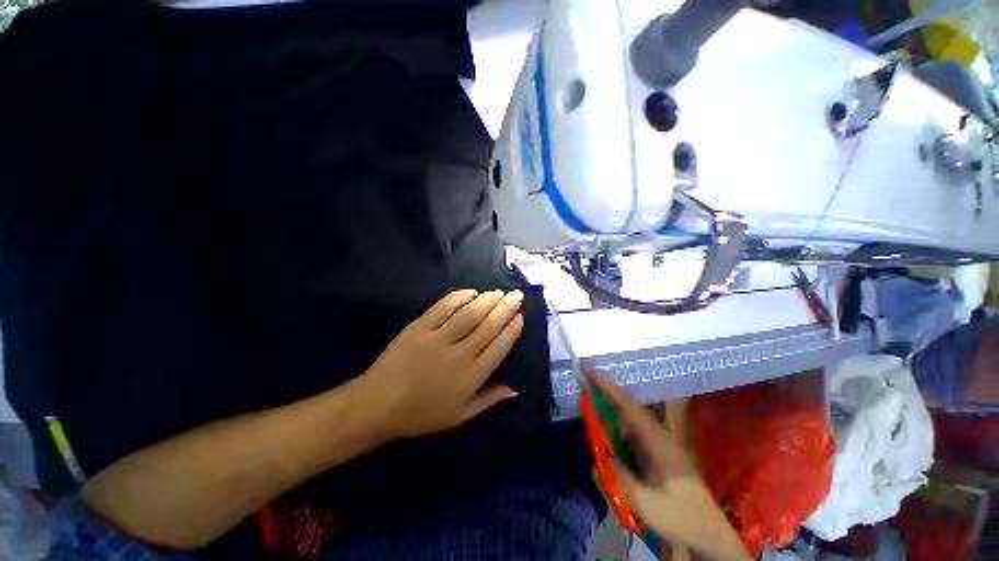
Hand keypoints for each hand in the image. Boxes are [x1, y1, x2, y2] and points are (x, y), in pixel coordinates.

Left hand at [359, 289, 524, 439]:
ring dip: (487, 300)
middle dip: (506, 308)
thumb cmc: (421, 414)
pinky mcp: (419, 327)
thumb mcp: (460, 416)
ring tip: (499, 292)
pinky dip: (459, 297)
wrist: (377, 405)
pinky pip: (443, 308)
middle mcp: (459, 354)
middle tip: (517, 295)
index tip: (520, 317)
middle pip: (488, 326)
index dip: (511, 330)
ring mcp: (437, 338)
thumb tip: (515, 389)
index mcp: (470, 377)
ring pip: (469, 314)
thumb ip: (489, 400)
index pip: (499, 347)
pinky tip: (471, 292)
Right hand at [591, 372, 748, 560]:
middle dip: (608, 395)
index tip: (593, 372)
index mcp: (659, 443)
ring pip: (631, 421)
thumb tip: (597, 461)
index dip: (611, 390)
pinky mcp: (658, 454)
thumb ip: (620, 480)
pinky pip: (633, 434)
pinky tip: (609, 433)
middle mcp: (660, 437)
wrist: (710, 534)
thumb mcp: (648, 505)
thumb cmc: (681, 518)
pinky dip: (618, 427)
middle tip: (586, 383)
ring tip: (593, 401)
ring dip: (612, 411)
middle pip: (629, 410)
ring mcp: (660, 445)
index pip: (631, 409)